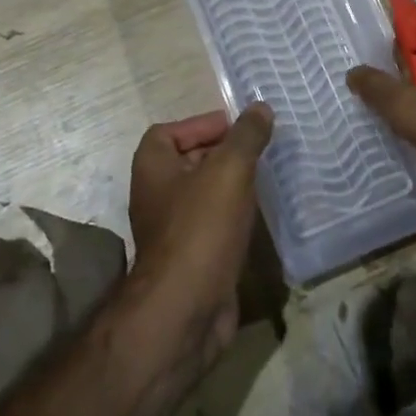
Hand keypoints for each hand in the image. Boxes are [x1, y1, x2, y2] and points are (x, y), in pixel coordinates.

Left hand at [126, 103, 273, 367]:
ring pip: (202, 195)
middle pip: (187, 160)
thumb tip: (260, 107)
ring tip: (263, 178)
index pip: (169, 131)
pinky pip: (211, 225)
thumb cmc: (201, 227)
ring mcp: (171, 229)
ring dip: (229, 186)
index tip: (237, 128)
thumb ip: (246, 136)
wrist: (185, 308)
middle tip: (258, 150)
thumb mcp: (229, 170)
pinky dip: (232, 216)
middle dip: (221, 152)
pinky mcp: (189, 258)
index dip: (201, 124)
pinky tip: (257, 217)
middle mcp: (155, 194)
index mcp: (152, 166)